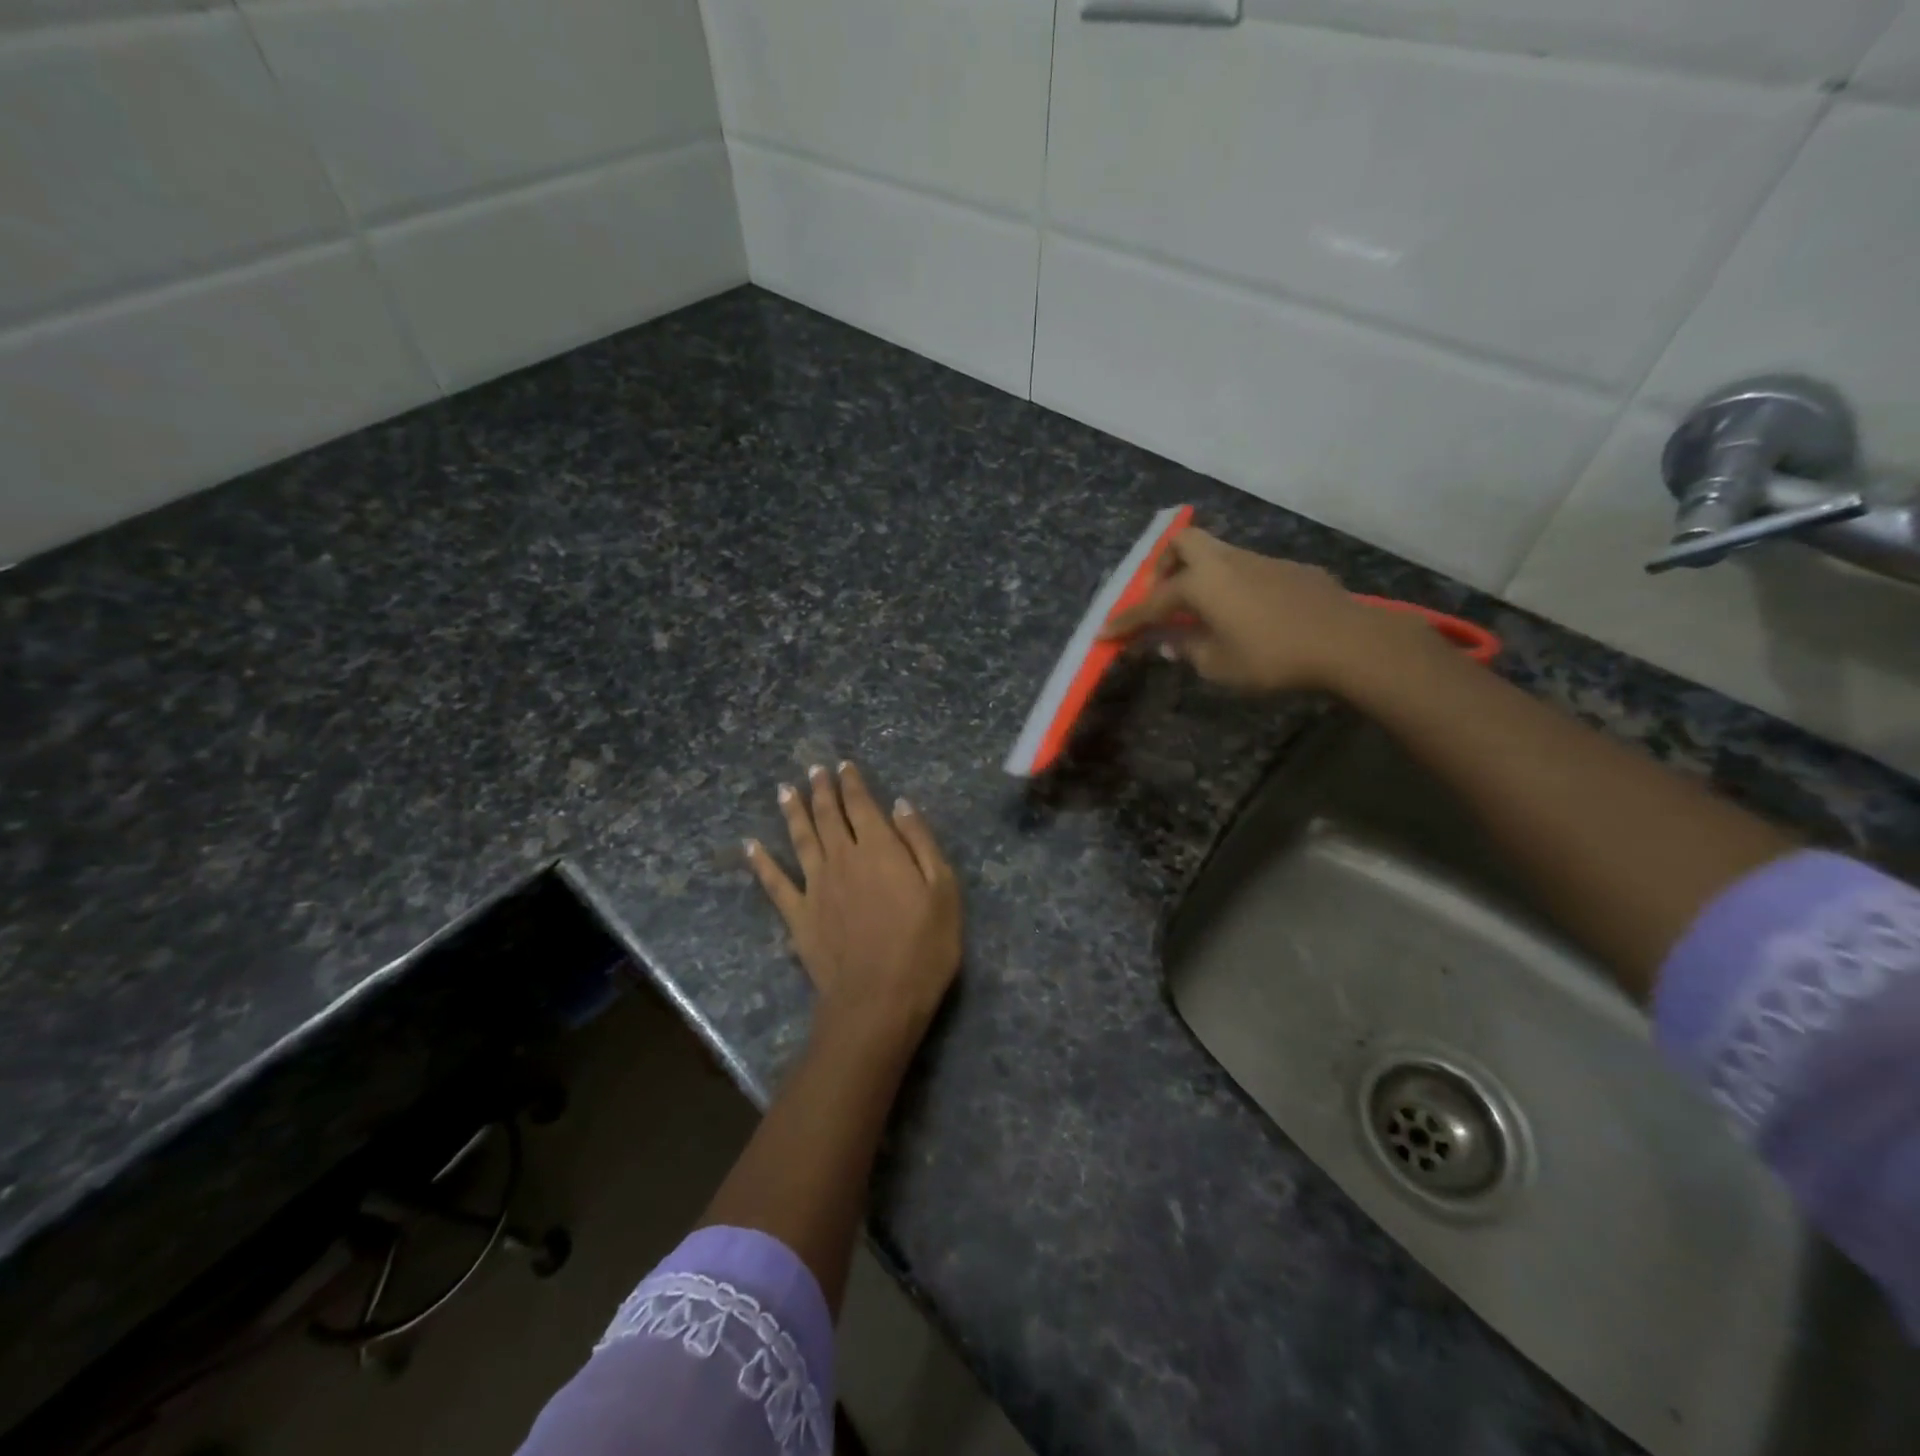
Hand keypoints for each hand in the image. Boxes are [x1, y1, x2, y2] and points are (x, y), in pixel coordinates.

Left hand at [746, 762, 961, 1053]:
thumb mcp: (943, 890)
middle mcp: (843, 858)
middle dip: (822, 790)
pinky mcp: (798, 915)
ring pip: (801, 839)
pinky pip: (775, 883)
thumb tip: (901, 805)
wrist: (878, 1000)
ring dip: (793, 812)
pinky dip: (761, 863)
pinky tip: (750, 846)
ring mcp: (815, 886)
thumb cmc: (923, 947)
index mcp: (880, 849)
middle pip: (829, 816)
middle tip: (814, 770)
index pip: (862, 806)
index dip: (853, 784)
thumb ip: (921, 843)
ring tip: (785, 790)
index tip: (843, 766)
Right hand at [1102, 527, 1421, 693]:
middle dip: (1163, 566)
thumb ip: (1186, 649)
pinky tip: (1245, 614)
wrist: (1345, 641)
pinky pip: (1246, 569)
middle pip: (1183, 544)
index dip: (1126, 620)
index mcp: (1201, 583)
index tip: (1104, 634)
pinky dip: (1231, 585)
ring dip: (1199, 575)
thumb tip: (1167, 643)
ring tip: (1200, 610)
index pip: (1152, 602)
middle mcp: (1225, 562)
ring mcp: (1260, 560)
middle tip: (1162, 598)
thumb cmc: (1271, 656)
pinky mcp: (1289, 569)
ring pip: (1217, 554)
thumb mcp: (1218, 664)